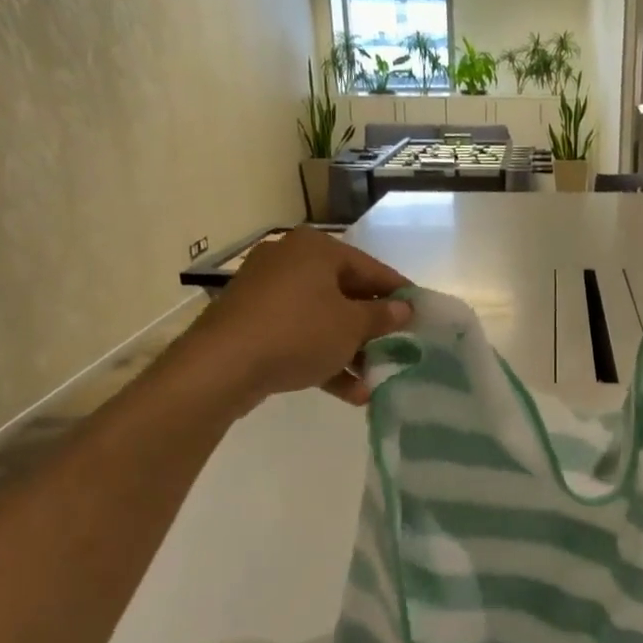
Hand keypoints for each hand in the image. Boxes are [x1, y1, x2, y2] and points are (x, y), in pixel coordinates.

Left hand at [175, 228, 412, 408]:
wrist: (222, 366)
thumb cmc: (298, 332)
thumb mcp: (351, 326)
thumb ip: (382, 316)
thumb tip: (405, 309)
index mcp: (316, 249)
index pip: (371, 268)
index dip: (399, 293)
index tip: (421, 314)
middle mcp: (290, 261)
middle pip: (345, 293)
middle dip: (372, 328)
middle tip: (399, 347)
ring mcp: (267, 292)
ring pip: (322, 319)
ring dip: (350, 350)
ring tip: (375, 379)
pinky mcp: (253, 322)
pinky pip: (298, 335)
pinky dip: (322, 358)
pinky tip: (350, 393)